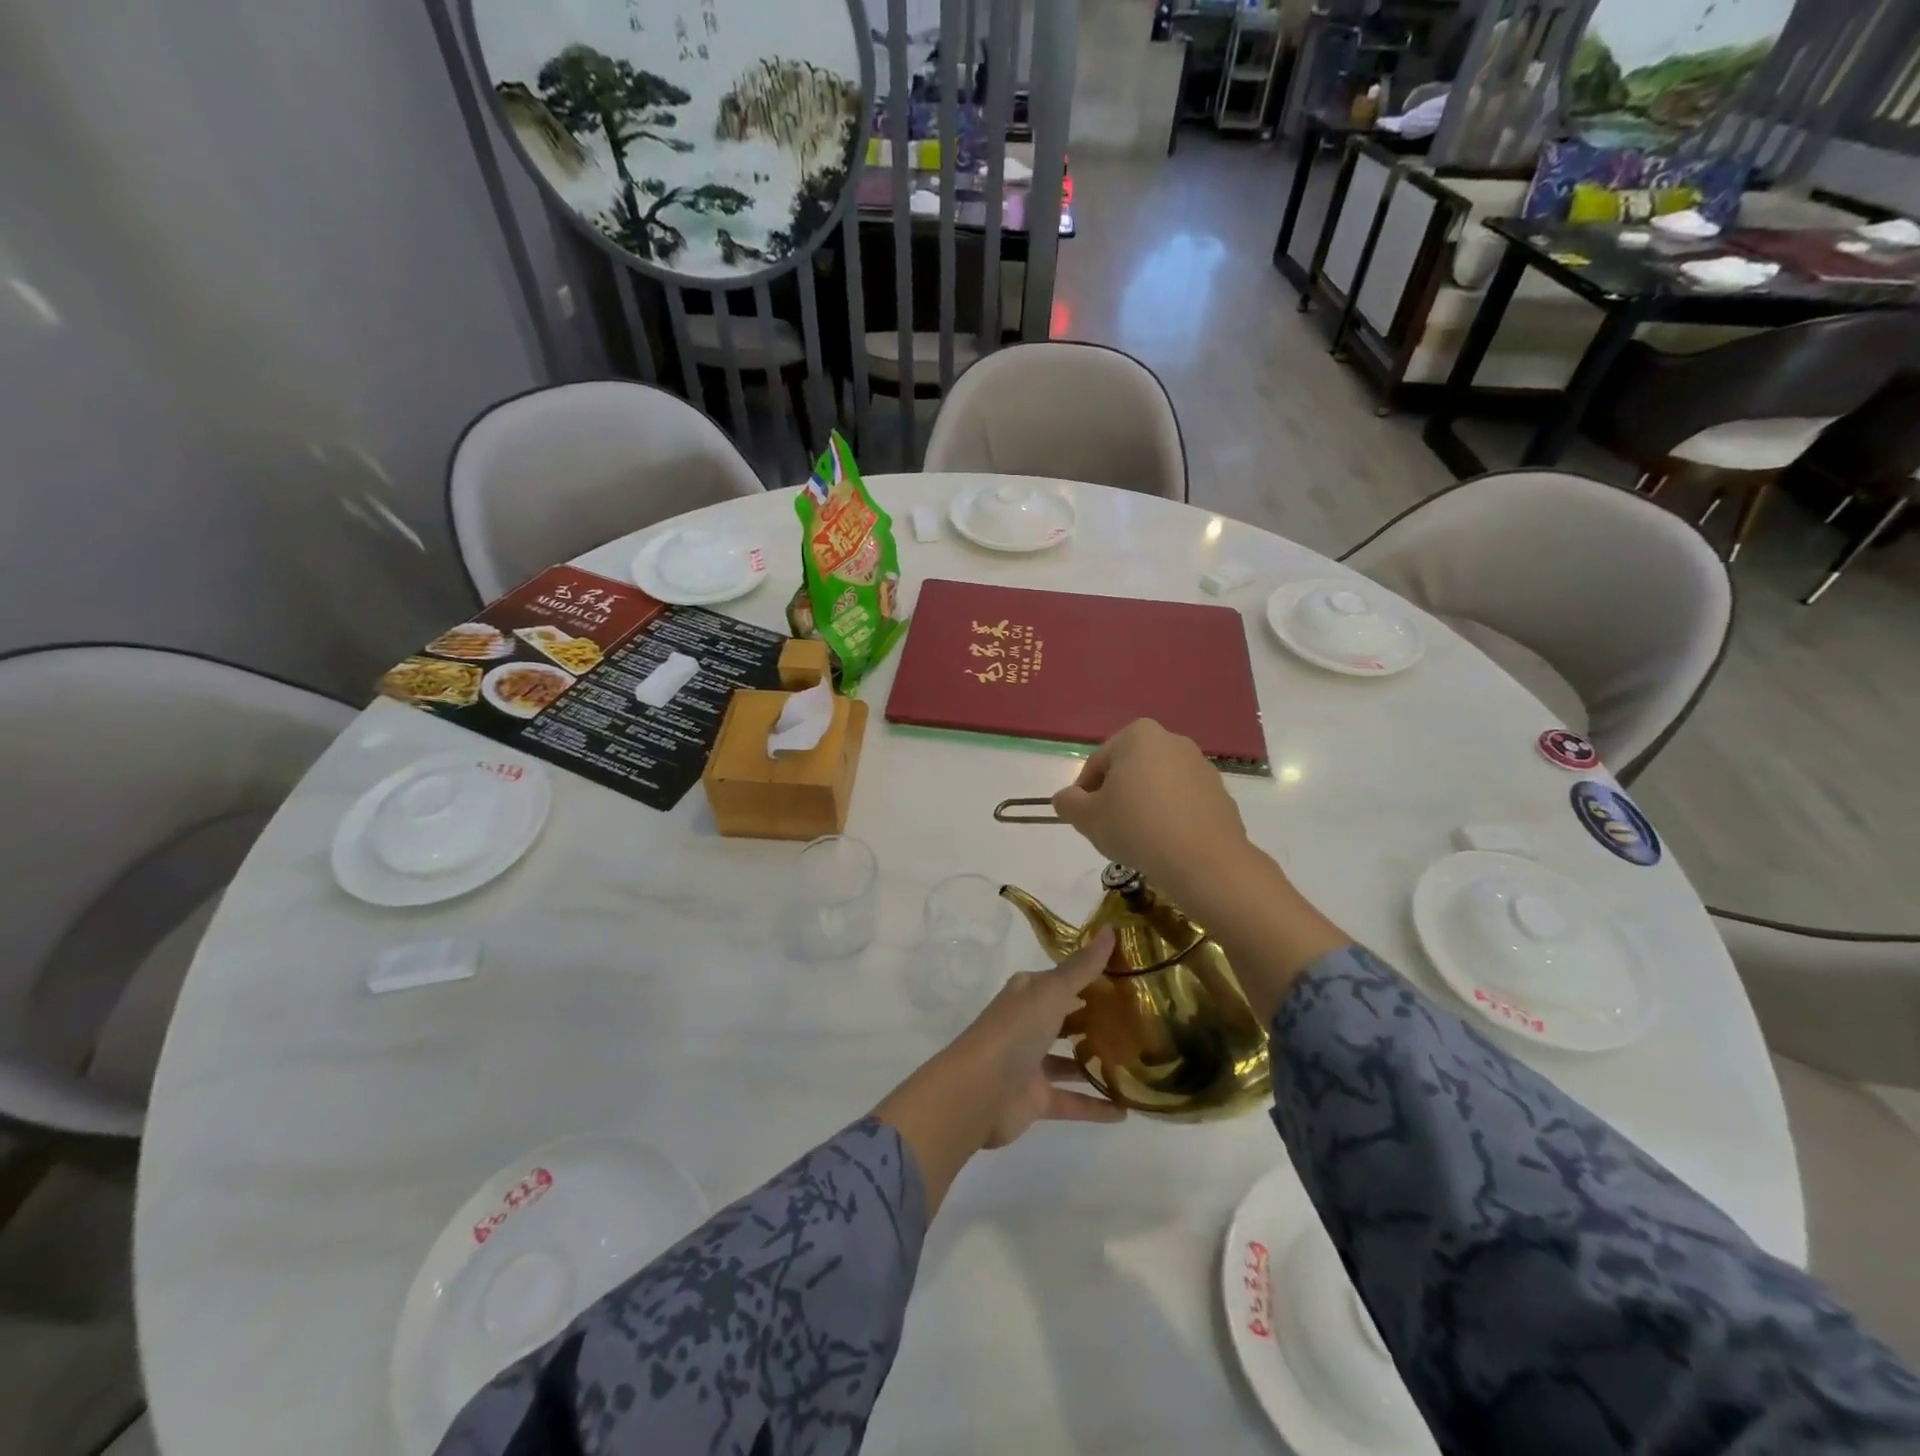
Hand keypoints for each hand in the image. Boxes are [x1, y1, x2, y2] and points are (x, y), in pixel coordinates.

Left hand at [955, 928, 1125, 1148]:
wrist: (977, 1093)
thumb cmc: (1014, 1032)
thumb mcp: (1051, 992)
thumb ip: (1082, 967)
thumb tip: (1111, 929)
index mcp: (1029, 993)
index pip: (1064, 980)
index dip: (1094, 977)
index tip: (1132, 977)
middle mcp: (1029, 1024)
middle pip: (1068, 1018)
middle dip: (1099, 1019)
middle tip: (1143, 1021)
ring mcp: (1031, 1062)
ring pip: (1070, 1060)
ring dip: (1098, 1062)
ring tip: (1139, 1064)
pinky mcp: (1036, 1099)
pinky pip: (1073, 1101)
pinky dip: (1096, 1106)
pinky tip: (1126, 1110)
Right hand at [1050, 720, 1255, 913]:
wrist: (1203, 860)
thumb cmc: (1136, 827)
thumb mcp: (1087, 817)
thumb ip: (1068, 803)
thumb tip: (1066, 799)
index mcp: (1137, 735)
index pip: (1097, 763)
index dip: (1084, 794)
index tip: (1084, 820)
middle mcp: (1172, 740)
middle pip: (1129, 770)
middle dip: (1116, 796)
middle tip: (1109, 828)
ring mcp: (1200, 766)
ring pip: (1157, 785)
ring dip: (1143, 806)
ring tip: (1138, 839)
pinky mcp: (1219, 792)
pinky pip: (1182, 802)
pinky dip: (1170, 816)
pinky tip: (1164, 843)